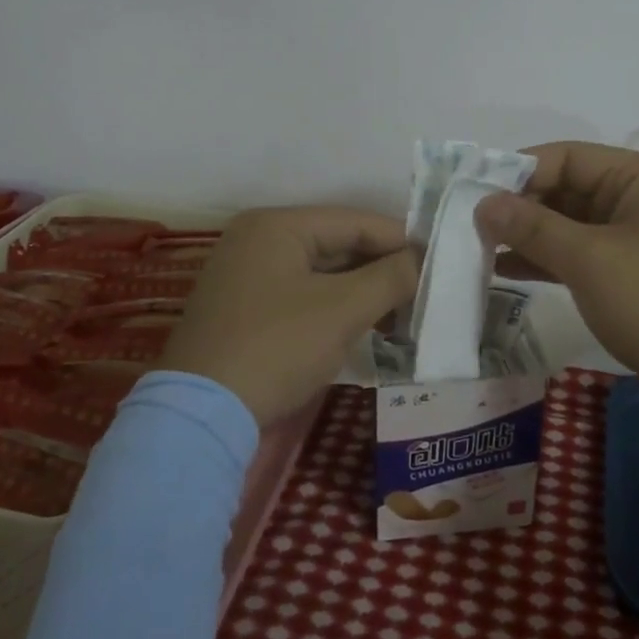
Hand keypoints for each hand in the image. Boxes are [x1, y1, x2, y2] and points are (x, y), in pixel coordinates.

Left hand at [158, 207, 419, 426]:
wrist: (200, 417)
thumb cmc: (277, 347)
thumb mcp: (342, 310)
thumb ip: (390, 277)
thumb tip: (422, 261)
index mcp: (277, 225)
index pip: (354, 221)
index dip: (400, 242)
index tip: (438, 265)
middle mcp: (257, 239)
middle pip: (337, 244)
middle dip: (381, 270)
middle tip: (422, 295)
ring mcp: (245, 275)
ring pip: (320, 272)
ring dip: (361, 292)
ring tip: (400, 317)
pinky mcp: (243, 309)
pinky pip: (301, 294)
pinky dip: (333, 307)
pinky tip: (363, 328)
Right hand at [474, 142, 638, 427]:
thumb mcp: (590, 261)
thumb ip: (533, 227)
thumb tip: (484, 203)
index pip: (567, 157)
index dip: (517, 171)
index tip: (471, 193)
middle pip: (568, 190)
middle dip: (520, 207)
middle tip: (468, 226)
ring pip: (572, 226)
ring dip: (529, 236)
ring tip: (478, 249)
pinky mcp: (637, 278)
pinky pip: (583, 257)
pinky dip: (548, 262)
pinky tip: (507, 272)